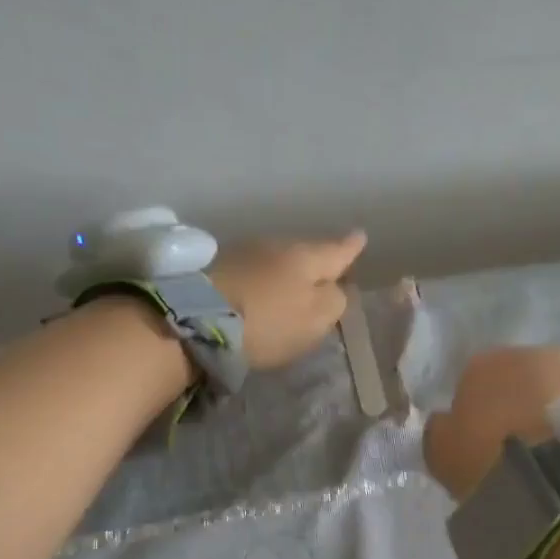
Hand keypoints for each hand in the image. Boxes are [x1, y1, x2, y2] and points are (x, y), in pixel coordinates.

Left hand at [208, 232, 367, 369]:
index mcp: (307, 257)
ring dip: (285, 273)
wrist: (198, 318)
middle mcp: (278, 245)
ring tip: (290, 287)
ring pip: (277, 260)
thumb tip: (336, 289)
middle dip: (316, 263)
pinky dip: (261, 281)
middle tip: (325, 273)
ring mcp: (244, 252)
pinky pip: (252, 271)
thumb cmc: (269, 322)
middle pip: (306, 253)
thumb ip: (334, 302)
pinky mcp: (216, 267)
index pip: (337, 251)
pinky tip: (259, 294)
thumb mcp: (315, 319)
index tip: (361, 237)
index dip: (351, 247)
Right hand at [422, 346, 559, 498]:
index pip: (473, 381)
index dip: (475, 414)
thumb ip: (440, 430)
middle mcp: (536, 353)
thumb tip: (446, 422)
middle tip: (520, 452)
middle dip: (520, 407)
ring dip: (557, 414)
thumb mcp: (441, 453)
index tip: (480, 446)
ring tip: (557, 459)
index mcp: (486, 362)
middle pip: (522, 380)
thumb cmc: (491, 460)